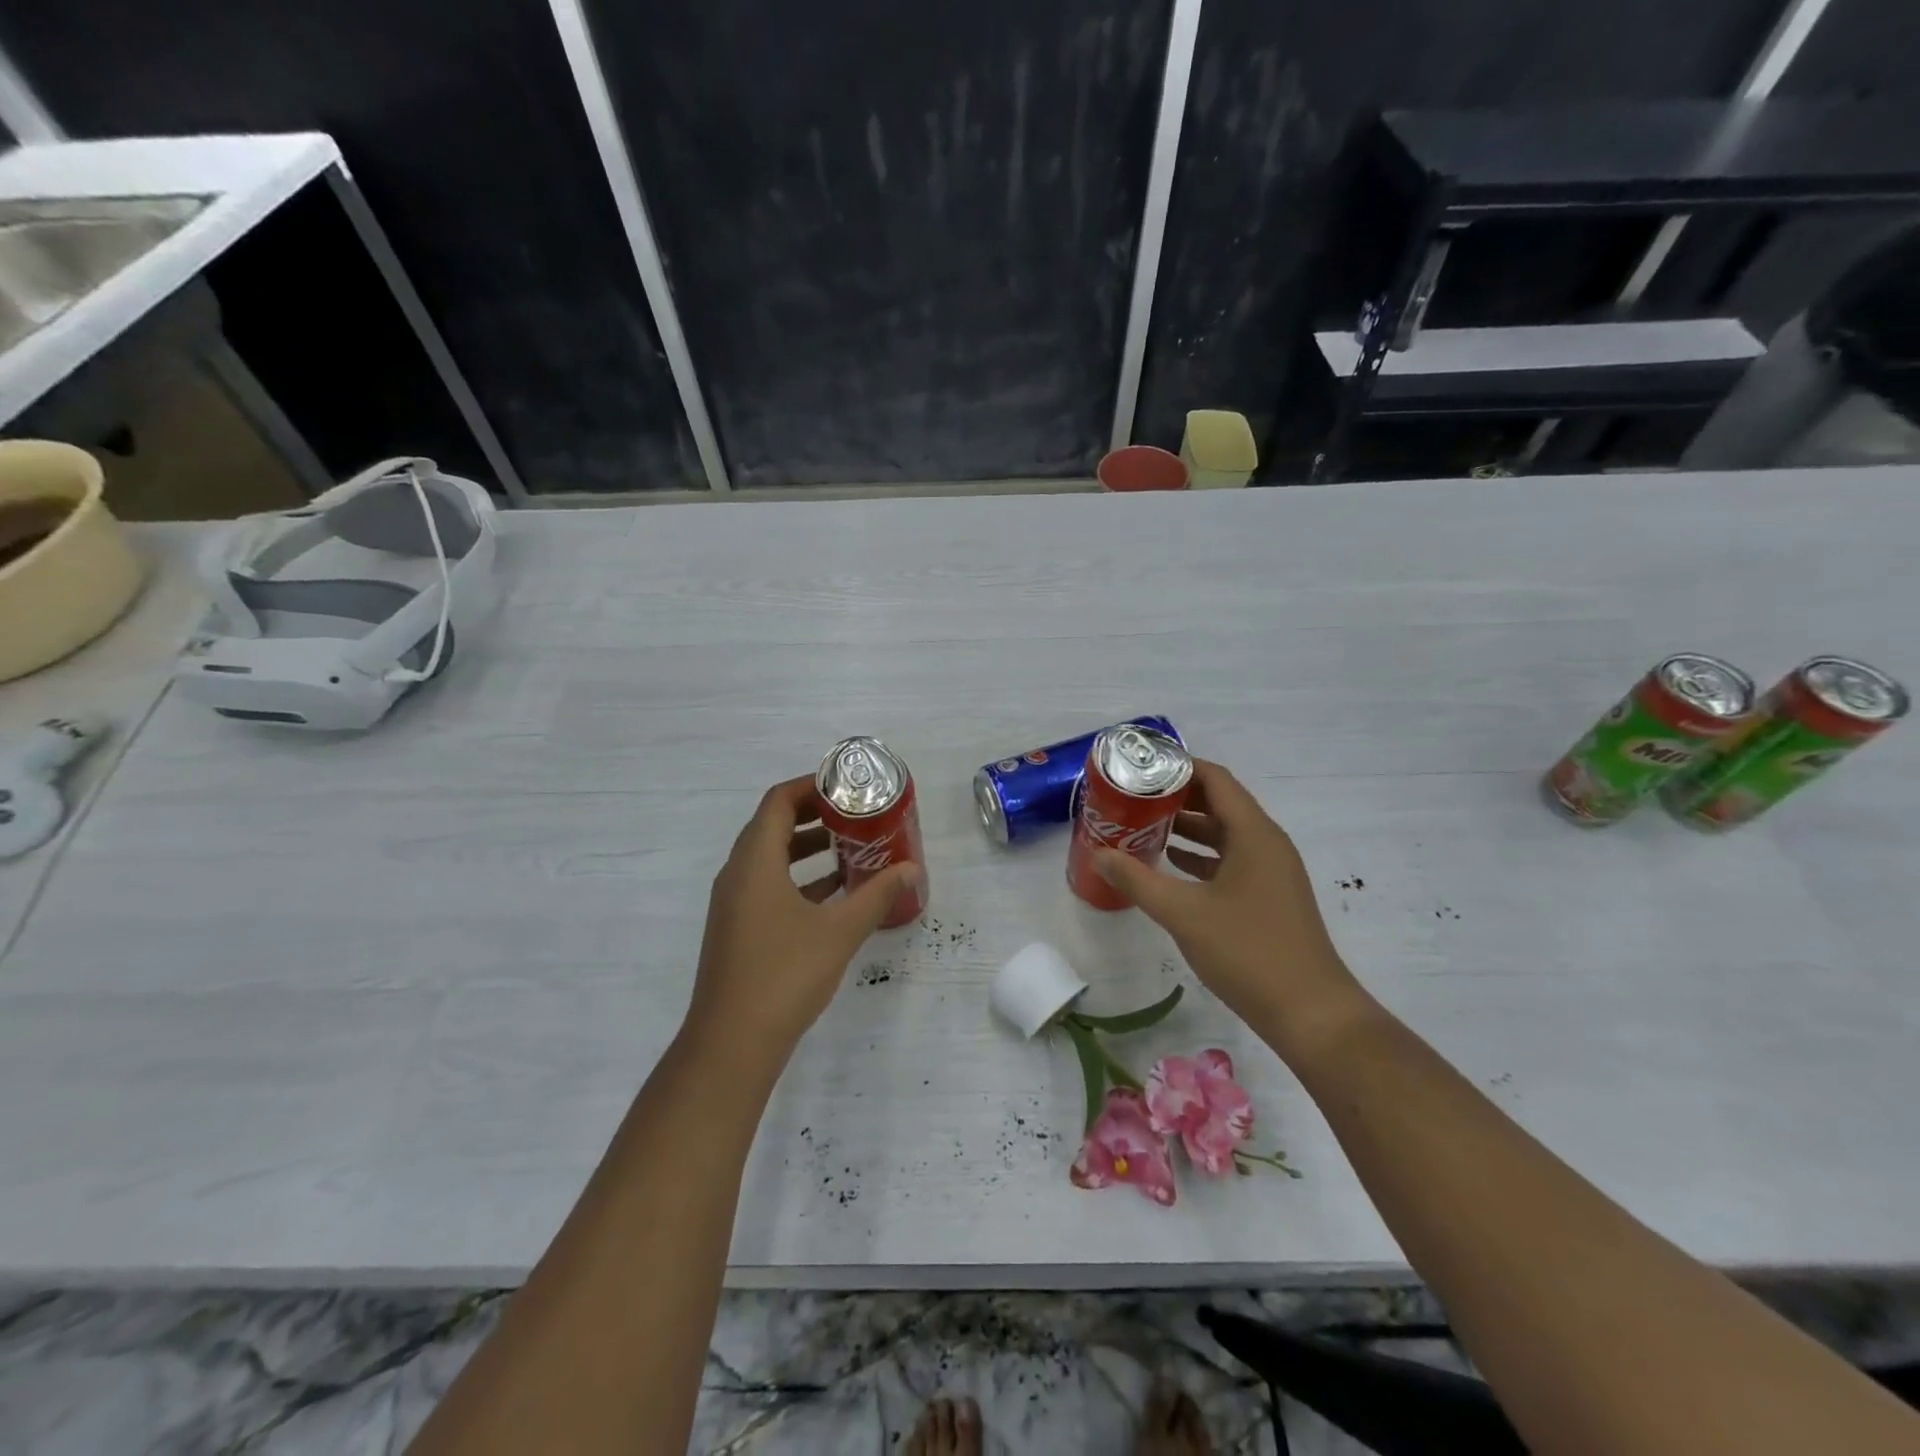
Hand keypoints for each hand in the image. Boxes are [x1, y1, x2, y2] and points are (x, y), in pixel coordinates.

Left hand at [687, 776, 922, 1055]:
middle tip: (854, 814)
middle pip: (772, 825)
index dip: (811, 786)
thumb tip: (911, 869)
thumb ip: (876, 895)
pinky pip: (768, 886)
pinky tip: (833, 893)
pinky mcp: (738, 929)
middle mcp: (737, 874)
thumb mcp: (839, 931)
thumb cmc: (784, 975)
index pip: (778, 801)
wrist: (731, 1043)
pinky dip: (798, 878)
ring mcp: (734, 904)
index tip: (847, 786)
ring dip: (806, 847)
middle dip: (813, 815)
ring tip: (849, 847)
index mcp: (755, 862)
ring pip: (769, 858)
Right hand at [1094, 760, 1372, 1059]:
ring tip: (1142, 827)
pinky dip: (1200, 857)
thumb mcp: (1183, 913)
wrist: (1310, 1013)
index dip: (1179, 768)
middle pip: (1220, 803)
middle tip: (1133, 798)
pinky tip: (1170, 866)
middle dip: (1177, 798)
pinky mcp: (1269, 897)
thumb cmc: (1248, 951)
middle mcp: (1266, 844)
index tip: (1140, 769)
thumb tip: (1099, 854)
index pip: (1216, 779)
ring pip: (1225, 834)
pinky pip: (1231, 861)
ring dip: (1187, 828)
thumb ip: (1137, 880)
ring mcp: (1271, 872)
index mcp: (1254, 834)